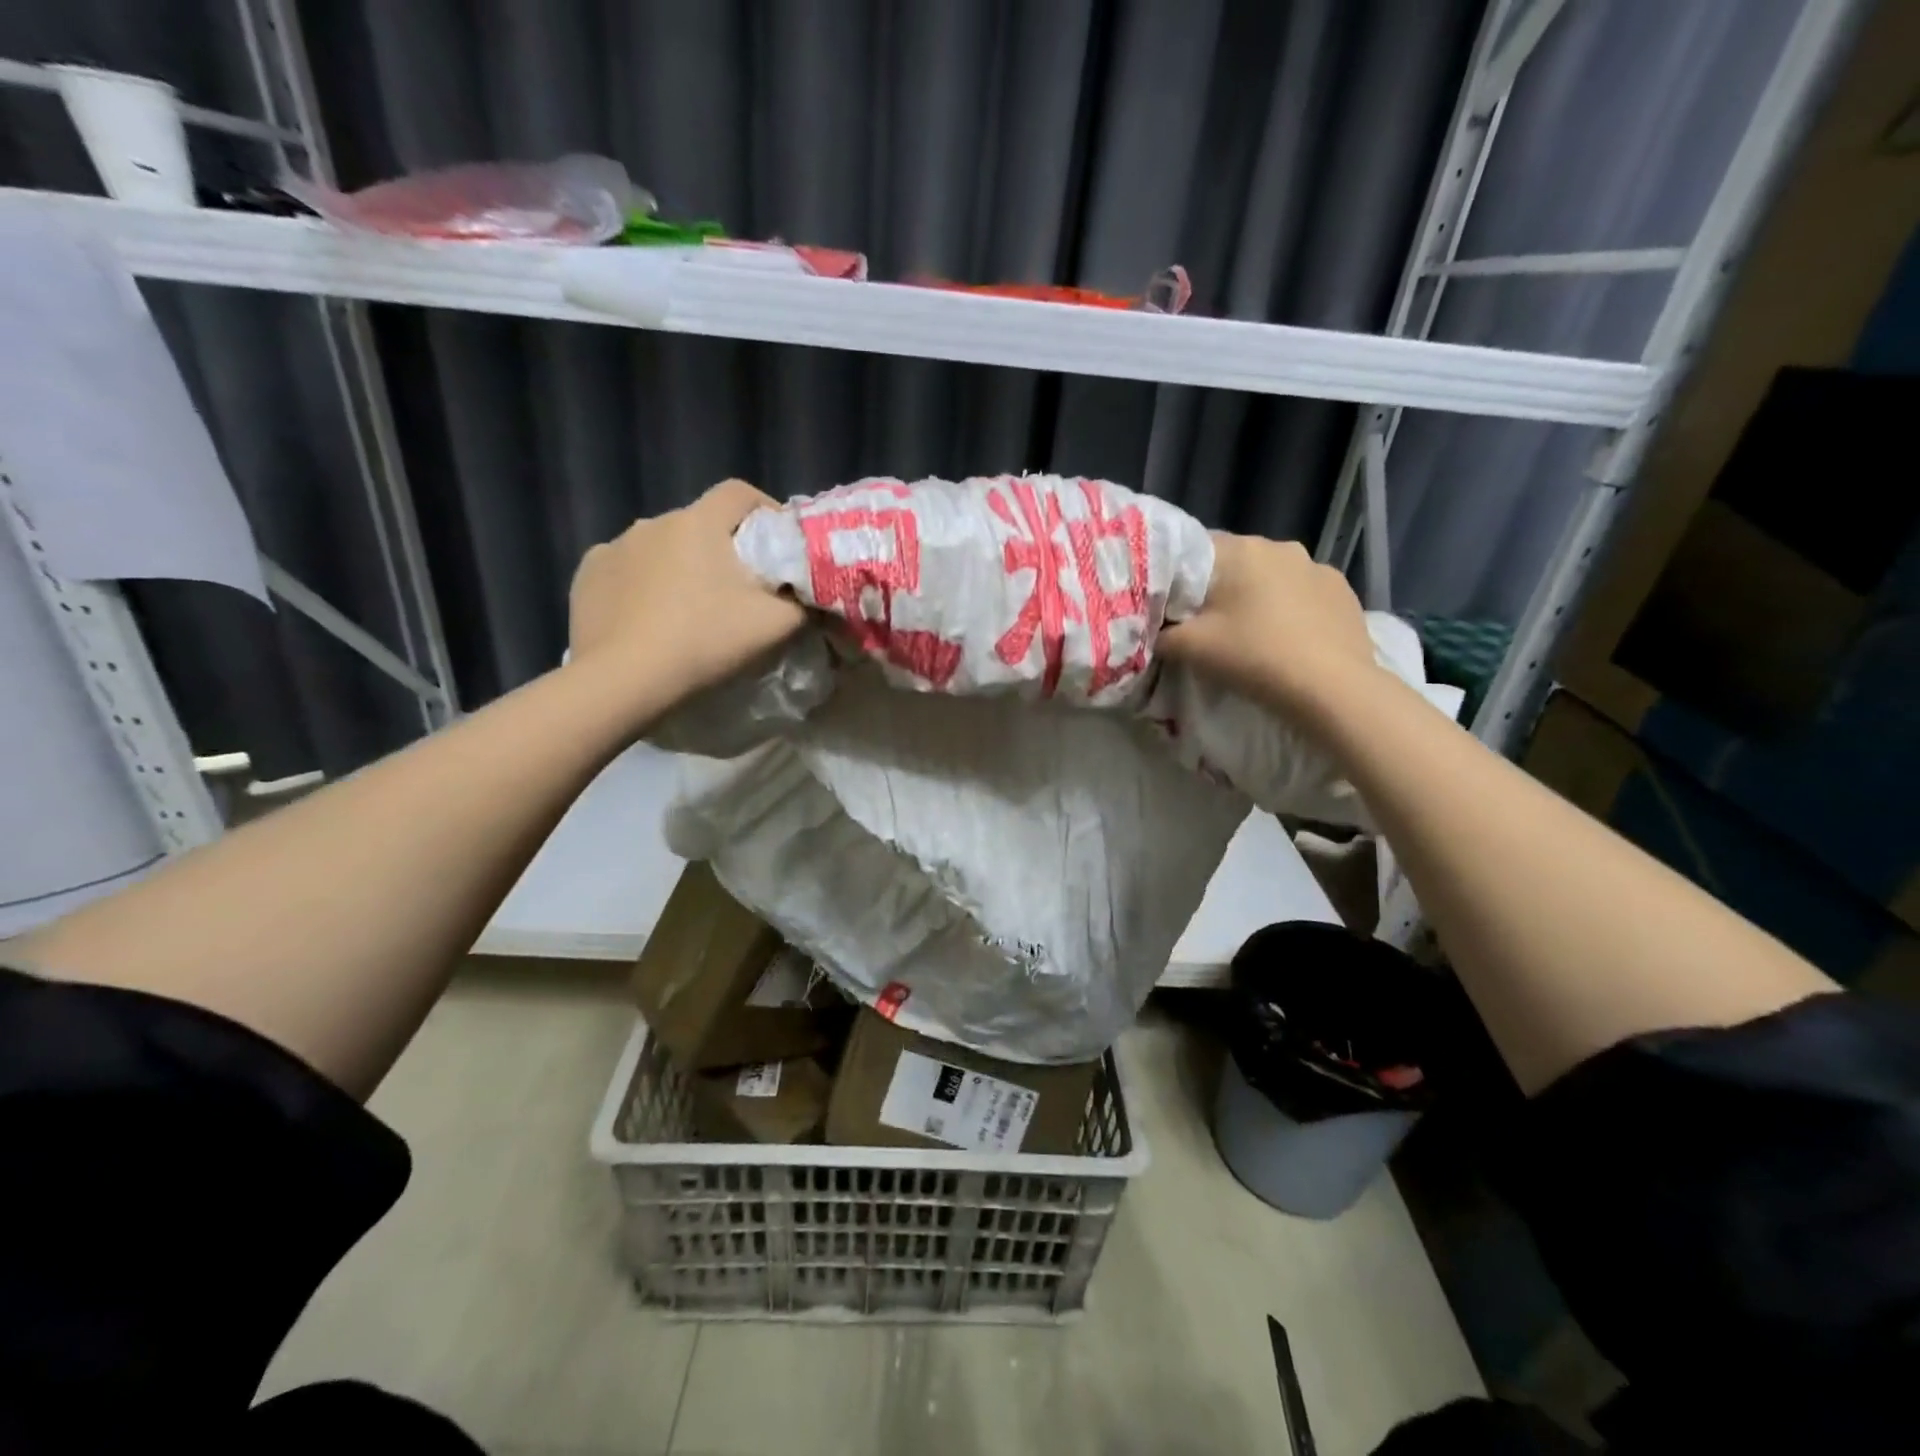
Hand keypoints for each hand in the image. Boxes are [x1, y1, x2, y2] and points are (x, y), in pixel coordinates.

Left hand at [568, 480, 806, 720]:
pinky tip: (649, 619)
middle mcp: (653, 522)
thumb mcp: (775, 626)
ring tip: (691, 610)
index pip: (740, 492)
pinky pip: (626, 571)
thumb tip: (814, 594)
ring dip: (680, 567)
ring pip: (661, 548)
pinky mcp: (587, 577)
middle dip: (722, 549)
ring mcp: (613, 547)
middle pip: (700, 524)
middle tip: (739, 591)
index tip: (779, 544)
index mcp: (699, 522)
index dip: (765, 510)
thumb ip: (804, 603)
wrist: (623, 680)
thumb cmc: (705, 641)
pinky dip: (643, 586)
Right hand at [1159, 532, 1377, 717]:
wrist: (1331, 688)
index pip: (1194, 549)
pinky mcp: (1344, 591)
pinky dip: (1291, 610)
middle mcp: (1281, 546)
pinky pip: (1304, 594)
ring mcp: (1318, 567)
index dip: (1179, 578)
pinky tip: (1289, 640)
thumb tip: (1152, 630)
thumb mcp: (1189, 648)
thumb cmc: (1254, 657)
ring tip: (1253, 634)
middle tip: (1209, 626)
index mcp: (1241, 550)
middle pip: (1236, 563)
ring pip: (1272, 577)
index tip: (1172, 607)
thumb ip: (1160, 634)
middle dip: (1220, 589)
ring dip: (1259, 598)